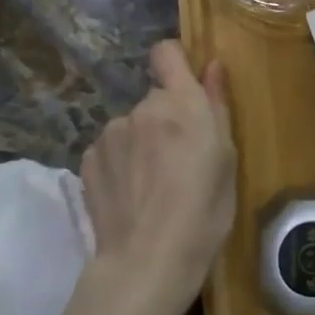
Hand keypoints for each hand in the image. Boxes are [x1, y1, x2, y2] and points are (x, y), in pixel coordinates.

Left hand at [81, 41, 235, 309]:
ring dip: (142, 141)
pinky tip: (130, 194)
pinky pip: (111, 149)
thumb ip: (217, 105)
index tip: (187, 85)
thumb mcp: (226, 157)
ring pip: (132, 125)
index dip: (175, 62)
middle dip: (166, 118)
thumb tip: (213, 66)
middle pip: (155, 98)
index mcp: (181, 102)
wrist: (147, 262)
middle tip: (180, 158)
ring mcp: (110, 134)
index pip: (166, 52)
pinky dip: (121, 163)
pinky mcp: (88, 161)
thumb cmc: (204, 210)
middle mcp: (142, 108)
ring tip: (153, 183)